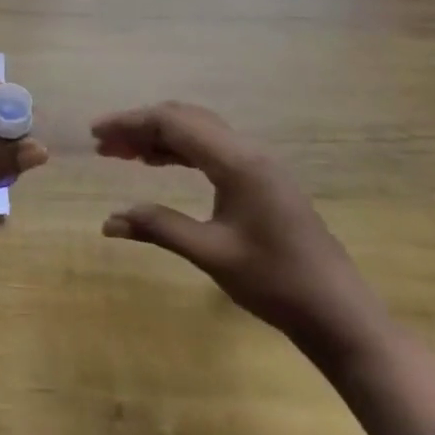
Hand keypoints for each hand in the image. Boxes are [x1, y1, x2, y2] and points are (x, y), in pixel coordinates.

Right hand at [94, 101, 366, 338]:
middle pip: (184, 119)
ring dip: (159, 137)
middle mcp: (248, 152)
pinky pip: (212, 150)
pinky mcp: (262, 180)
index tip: (95, 133)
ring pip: (198, 133)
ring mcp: (258, 165)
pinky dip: (180, 150)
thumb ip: (160, 227)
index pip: (173, 122)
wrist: (339, 315)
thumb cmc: (276, 283)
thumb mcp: (211, 254)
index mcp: (236, 162)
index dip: (129, 122)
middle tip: (103, 145)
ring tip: (122, 154)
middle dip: (140, 126)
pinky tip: (158, 164)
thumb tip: (109, 221)